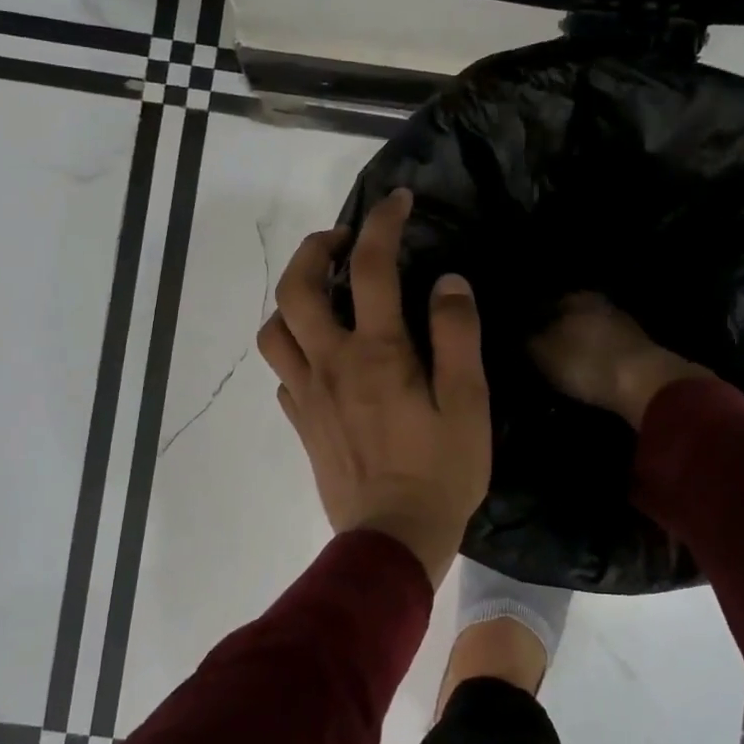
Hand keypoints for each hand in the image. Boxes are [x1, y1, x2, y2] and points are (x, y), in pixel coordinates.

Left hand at [257, 189, 490, 585]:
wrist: (392, 540)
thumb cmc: (441, 472)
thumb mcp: (469, 402)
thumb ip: (457, 336)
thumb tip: (447, 282)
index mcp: (378, 353)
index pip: (372, 266)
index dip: (383, 223)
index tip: (397, 202)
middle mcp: (332, 363)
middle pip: (297, 287)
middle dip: (314, 249)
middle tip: (341, 241)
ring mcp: (308, 393)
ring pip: (275, 328)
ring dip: (292, 298)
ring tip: (322, 295)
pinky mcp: (300, 421)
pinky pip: (283, 370)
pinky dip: (295, 346)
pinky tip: (320, 352)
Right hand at [528, 293, 711, 428]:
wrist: (646, 384)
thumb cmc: (586, 363)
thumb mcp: (544, 354)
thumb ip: (528, 341)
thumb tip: (519, 336)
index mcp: (574, 297)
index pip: (542, 306)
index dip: (528, 325)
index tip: (518, 343)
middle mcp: (600, 304)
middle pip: (568, 318)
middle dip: (554, 334)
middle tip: (538, 356)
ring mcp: (623, 325)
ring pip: (588, 333)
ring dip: (576, 348)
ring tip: (560, 368)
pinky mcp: (638, 350)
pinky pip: (605, 351)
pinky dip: (594, 360)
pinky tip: (586, 374)